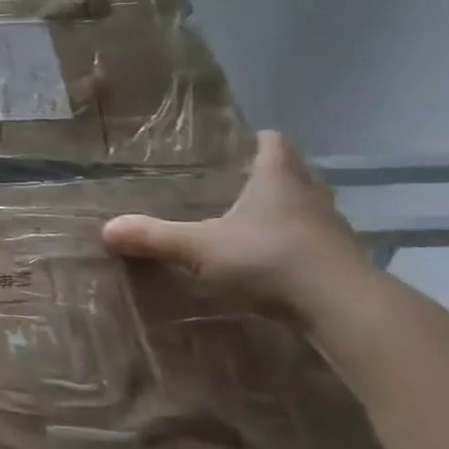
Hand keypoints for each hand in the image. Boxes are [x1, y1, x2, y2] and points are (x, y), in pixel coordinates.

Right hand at [102, 131, 369, 318]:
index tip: (245, 143)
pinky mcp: (342, 264)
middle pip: (295, 174)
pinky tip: (276, 262)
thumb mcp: (199, 247)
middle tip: (243, 182)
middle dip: (273, 176)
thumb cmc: (268, 259)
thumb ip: (154, 237)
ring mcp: (332, 231)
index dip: (260, 141)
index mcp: (278, 180)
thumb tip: (106, 229)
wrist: (341, 307)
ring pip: (309, 209)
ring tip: (257, 223)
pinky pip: (316, 245)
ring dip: (289, 212)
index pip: (273, 145)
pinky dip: (298, 247)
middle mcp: (310, 197)